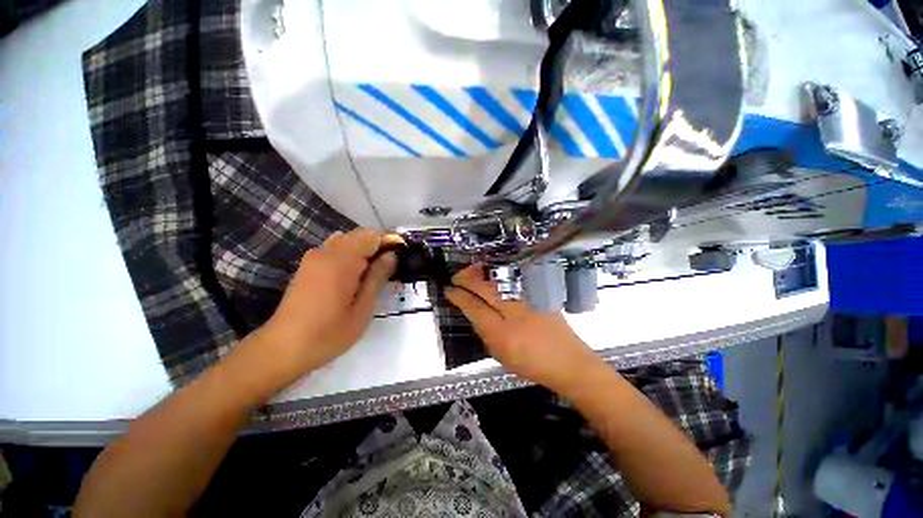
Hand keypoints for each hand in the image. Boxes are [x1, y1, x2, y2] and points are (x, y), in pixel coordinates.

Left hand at [261, 228, 400, 376]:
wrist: (283, 348)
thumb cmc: (329, 332)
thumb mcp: (363, 308)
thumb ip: (378, 277)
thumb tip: (391, 256)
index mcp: (342, 261)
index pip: (372, 236)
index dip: (390, 242)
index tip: (401, 256)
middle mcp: (326, 252)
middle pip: (359, 235)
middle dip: (378, 244)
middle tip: (390, 266)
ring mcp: (314, 257)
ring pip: (347, 240)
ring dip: (364, 249)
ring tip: (374, 271)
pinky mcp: (307, 265)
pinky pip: (335, 249)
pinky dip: (350, 254)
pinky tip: (354, 275)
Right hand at [446, 264, 603, 391]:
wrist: (569, 361)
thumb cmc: (532, 363)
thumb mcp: (501, 354)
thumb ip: (484, 331)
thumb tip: (472, 311)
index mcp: (502, 331)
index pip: (473, 306)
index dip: (458, 296)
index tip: (449, 290)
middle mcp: (515, 309)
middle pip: (484, 287)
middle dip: (466, 278)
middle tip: (456, 277)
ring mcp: (528, 298)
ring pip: (497, 278)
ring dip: (480, 272)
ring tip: (469, 272)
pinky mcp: (538, 294)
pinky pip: (511, 278)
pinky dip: (497, 274)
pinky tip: (490, 275)